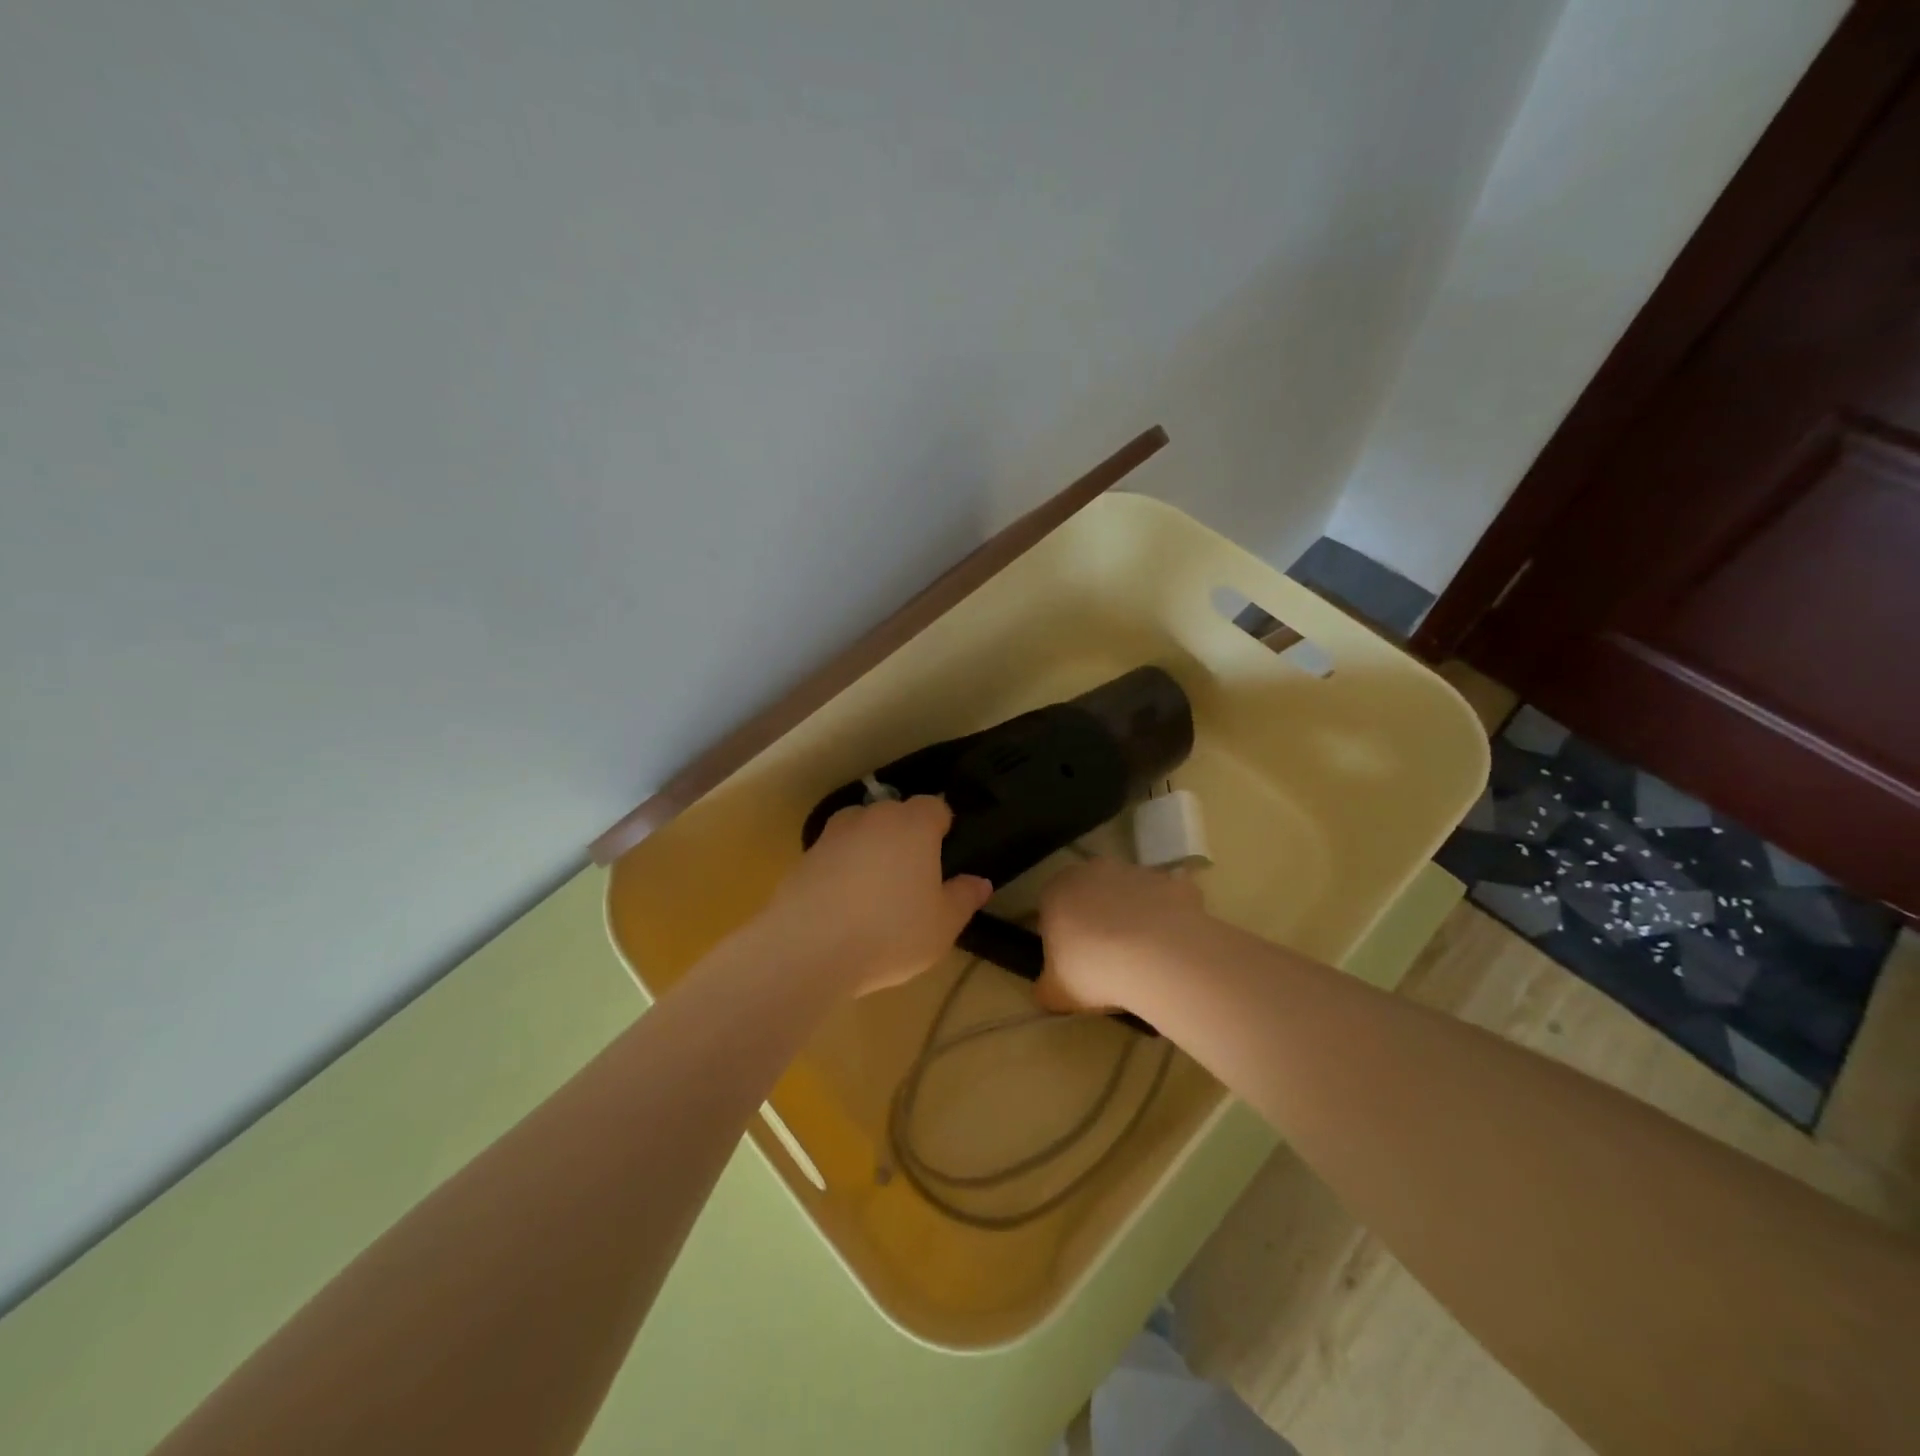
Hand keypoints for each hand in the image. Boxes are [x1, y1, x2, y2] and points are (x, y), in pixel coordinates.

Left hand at [764, 796, 991, 996]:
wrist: (808, 948)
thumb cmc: (890, 932)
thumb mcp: (942, 925)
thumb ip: (964, 898)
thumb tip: (980, 882)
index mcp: (914, 825)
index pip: (935, 807)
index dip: (942, 826)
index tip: (945, 854)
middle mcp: (873, 817)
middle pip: (895, 814)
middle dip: (905, 836)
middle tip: (913, 877)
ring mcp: (833, 834)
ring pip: (860, 830)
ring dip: (870, 848)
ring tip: (875, 888)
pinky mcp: (804, 857)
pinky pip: (833, 854)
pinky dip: (841, 869)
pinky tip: (843, 904)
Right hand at [1037, 858, 1205, 1013]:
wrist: (1161, 960)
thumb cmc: (1095, 971)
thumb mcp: (1056, 993)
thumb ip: (1045, 987)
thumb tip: (1046, 989)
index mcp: (1057, 890)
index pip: (1051, 906)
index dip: (1060, 933)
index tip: (1072, 961)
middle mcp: (1094, 870)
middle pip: (1091, 894)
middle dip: (1096, 918)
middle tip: (1107, 958)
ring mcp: (1137, 872)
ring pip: (1129, 894)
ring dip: (1132, 916)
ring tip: (1143, 958)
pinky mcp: (1173, 882)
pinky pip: (1166, 901)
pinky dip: (1167, 919)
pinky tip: (1171, 948)